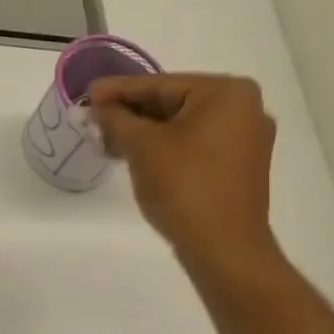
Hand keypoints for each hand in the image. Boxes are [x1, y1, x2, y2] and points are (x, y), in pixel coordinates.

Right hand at [90, 73, 281, 285]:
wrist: (224, 249)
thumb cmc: (185, 187)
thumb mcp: (142, 146)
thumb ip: (116, 118)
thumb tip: (98, 107)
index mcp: (227, 93)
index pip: (160, 84)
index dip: (118, 90)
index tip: (87, 93)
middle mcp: (245, 109)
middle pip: (173, 103)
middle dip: (131, 113)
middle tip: (94, 119)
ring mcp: (246, 140)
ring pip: (182, 126)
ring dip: (144, 133)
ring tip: (107, 140)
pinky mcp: (239, 168)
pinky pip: (195, 146)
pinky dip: (165, 148)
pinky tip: (135, 156)